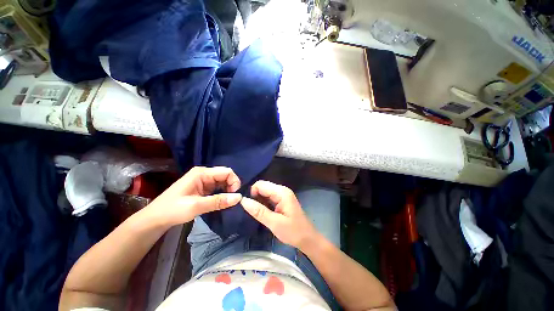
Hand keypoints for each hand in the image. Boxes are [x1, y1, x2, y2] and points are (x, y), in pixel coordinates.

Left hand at [146, 167, 241, 226]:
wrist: (155, 220)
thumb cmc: (172, 210)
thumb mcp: (196, 206)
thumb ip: (218, 201)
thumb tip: (239, 197)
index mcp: (202, 173)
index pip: (226, 171)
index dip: (234, 181)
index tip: (235, 195)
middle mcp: (204, 174)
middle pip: (225, 176)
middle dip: (232, 187)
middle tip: (233, 200)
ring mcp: (203, 182)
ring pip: (222, 183)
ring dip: (227, 191)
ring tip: (228, 203)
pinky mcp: (203, 189)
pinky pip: (217, 189)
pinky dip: (222, 195)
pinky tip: (222, 202)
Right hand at [241, 180, 319, 249]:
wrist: (307, 239)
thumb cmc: (293, 232)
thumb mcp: (274, 223)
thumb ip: (259, 211)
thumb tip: (243, 201)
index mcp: (281, 192)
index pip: (261, 185)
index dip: (252, 193)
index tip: (249, 207)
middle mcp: (282, 190)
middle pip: (263, 187)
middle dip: (255, 197)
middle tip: (253, 212)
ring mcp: (282, 194)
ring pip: (265, 192)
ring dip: (259, 201)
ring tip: (258, 214)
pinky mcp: (282, 200)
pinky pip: (269, 197)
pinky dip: (263, 203)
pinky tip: (264, 213)